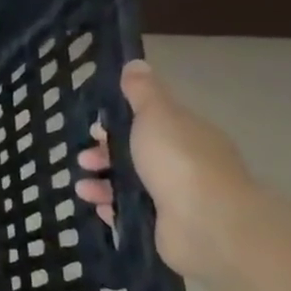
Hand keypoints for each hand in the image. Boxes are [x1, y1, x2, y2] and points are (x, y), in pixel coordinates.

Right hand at [74, 59, 257, 281]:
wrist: (208, 225)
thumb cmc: (179, 161)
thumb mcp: (156, 115)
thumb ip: (143, 92)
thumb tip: (136, 63)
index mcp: (187, 134)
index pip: (150, 123)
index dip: (119, 123)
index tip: (94, 128)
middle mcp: (185, 164)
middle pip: (138, 155)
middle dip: (106, 155)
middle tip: (83, 160)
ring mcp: (177, 198)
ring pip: (132, 185)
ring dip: (103, 183)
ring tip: (83, 188)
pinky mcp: (167, 227)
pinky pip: (133, 214)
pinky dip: (113, 209)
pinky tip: (98, 208)